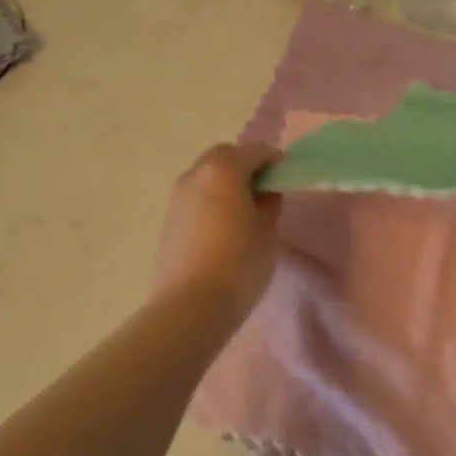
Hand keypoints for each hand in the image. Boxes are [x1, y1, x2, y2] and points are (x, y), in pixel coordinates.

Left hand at [151, 143, 281, 316]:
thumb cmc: (239, 262)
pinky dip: (212, 201)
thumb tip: (264, 193)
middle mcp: (196, 175)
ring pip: (206, 177)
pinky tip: (225, 226)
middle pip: (224, 157)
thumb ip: (269, 204)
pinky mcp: (169, 221)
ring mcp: (177, 198)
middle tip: (265, 188)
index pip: (255, 151)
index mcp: (224, 169)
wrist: (190, 304)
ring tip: (245, 209)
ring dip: (226, 183)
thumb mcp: (267, 231)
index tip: (286, 175)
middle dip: (245, 165)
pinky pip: (196, 198)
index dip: (274, 160)